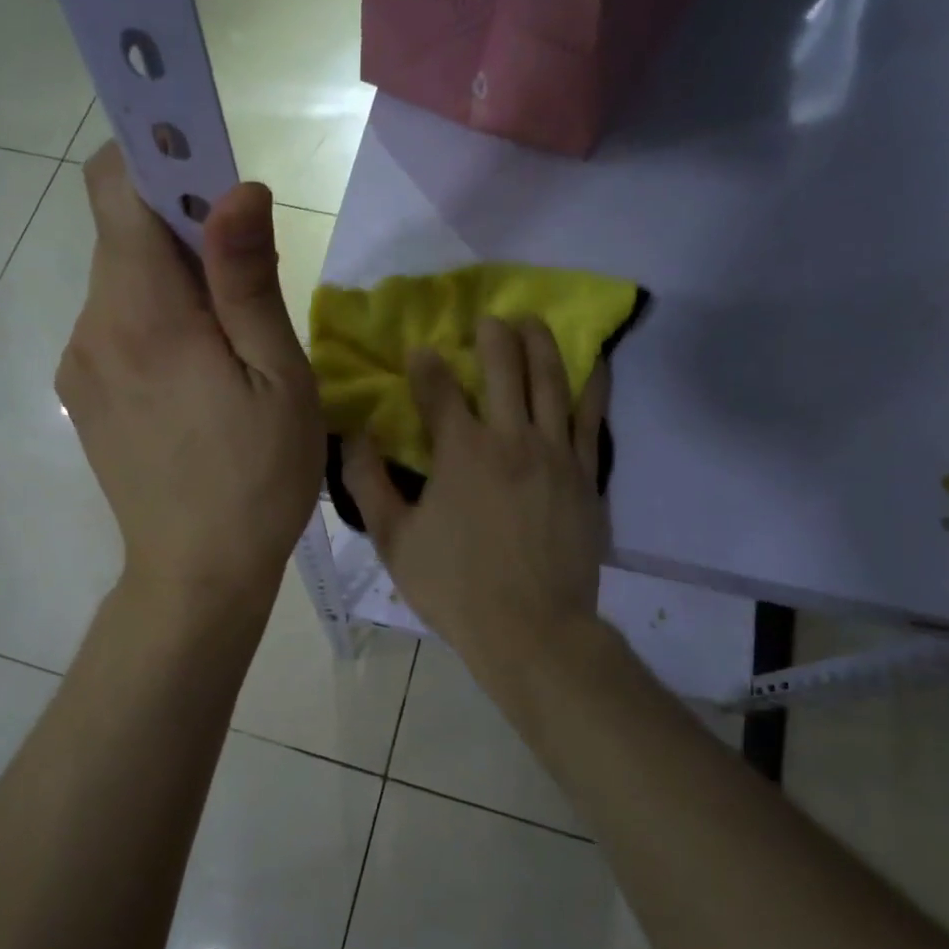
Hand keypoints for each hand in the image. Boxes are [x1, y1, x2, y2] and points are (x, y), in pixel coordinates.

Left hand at [57, 144, 322, 614]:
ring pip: (122, 283)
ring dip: (172, 284)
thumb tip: (237, 188)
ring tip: (227, 345)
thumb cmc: (257, 478)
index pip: (116, 186)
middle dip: (182, 231)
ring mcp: (80, 363)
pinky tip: (196, 380)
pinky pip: (117, 326)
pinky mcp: (82, 394)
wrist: (196, 574)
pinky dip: (156, 322)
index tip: (210, 172)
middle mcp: (93, 326)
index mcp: (144, 314)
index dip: (159, 156)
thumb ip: (247, 279)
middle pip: (122, 234)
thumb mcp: (277, 377)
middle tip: (245, 279)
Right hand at [343, 317, 608, 679]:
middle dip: (492, 336)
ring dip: (541, 344)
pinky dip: (593, 383)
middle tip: (488, 319)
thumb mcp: (394, 540)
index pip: (439, 389)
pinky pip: (593, 417)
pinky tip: (593, 361)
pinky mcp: (586, 474)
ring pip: (551, 381)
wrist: (532, 629)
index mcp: (461, 452)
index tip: (419, 351)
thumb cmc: (455, 586)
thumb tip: (354, 436)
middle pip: (504, 368)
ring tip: (534, 321)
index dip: (426, 364)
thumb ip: (368, 484)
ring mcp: (556, 454)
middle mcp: (511, 438)